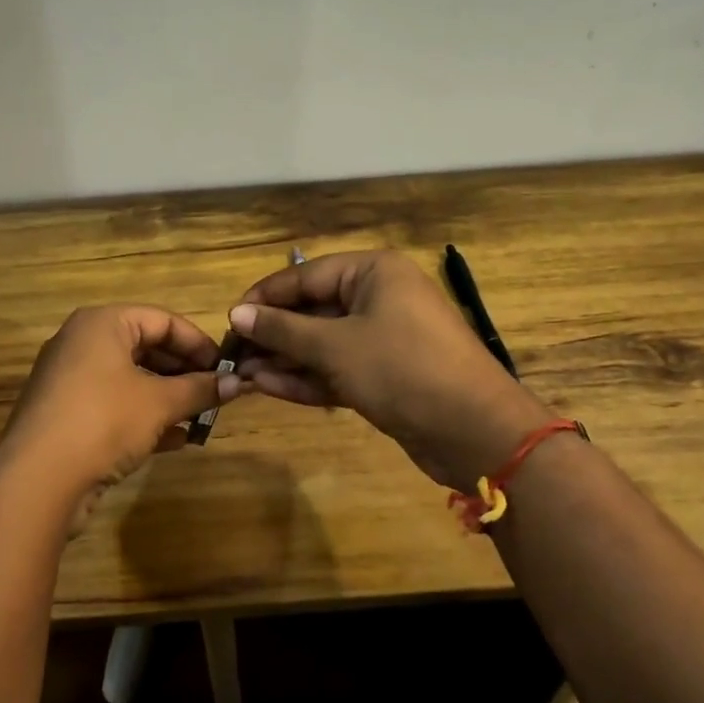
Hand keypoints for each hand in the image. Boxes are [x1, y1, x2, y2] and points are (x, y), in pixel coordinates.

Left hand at [0, 305, 227, 533]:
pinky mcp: (66, 416)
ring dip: (168, 398)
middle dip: (184, 373)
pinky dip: (145, 418)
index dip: (198, 343)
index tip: (226, 368)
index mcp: (102, 324)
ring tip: (201, 418)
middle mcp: (82, 343)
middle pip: (146, 348)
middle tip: (216, 394)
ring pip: (131, 380)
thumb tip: (238, 382)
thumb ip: (200, 389)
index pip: (162, 320)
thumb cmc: (104, 421)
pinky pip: (114, 406)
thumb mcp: (160, 403)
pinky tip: (176, 441)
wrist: (38, 480)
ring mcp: (70, 381)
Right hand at [228, 251, 552, 491]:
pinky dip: (306, 378)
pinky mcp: (384, 376)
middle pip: (313, 310)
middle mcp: (378, 298)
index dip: (265, 297)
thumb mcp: (335, 346)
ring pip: (322, 344)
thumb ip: (283, 330)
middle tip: (232, 354)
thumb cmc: (402, 368)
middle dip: (273, 334)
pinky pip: (337, 369)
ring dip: (284, 360)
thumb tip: (237, 314)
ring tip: (241, 374)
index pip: (306, 275)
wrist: (474, 430)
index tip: (229, 319)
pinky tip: (267, 387)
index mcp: (373, 272)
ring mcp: (383, 339)